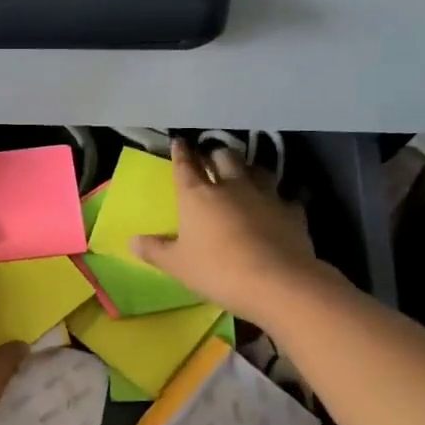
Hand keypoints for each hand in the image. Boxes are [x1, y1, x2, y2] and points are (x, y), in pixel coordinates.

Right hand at [130, 139, 324, 322]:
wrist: (278, 282)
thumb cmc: (217, 270)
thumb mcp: (177, 265)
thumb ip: (155, 250)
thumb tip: (132, 240)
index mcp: (197, 196)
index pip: (185, 166)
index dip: (181, 153)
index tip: (179, 141)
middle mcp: (232, 187)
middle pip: (224, 158)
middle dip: (216, 155)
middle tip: (212, 160)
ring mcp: (266, 196)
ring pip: (257, 170)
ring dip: (248, 170)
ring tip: (244, 175)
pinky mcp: (293, 212)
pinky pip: (284, 198)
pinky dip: (277, 200)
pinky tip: (276, 209)